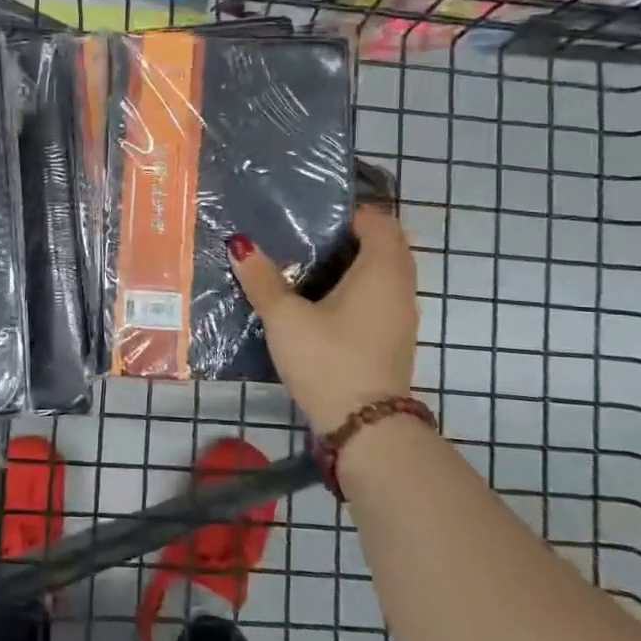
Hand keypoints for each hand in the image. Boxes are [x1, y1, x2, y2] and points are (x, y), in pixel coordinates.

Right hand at [228, 203, 420, 435]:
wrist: (363, 427)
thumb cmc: (327, 359)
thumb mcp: (285, 317)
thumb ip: (262, 280)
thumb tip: (240, 246)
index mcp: (382, 270)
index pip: (379, 221)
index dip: (350, 212)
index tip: (312, 215)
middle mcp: (400, 287)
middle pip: (384, 246)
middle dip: (349, 237)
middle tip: (305, 238)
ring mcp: (400, 316)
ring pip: (382, 274)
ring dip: (353, 265)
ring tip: (306, 267)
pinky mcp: (392, 339)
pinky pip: (378, 297)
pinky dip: (356, 290)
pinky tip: (320, 302)